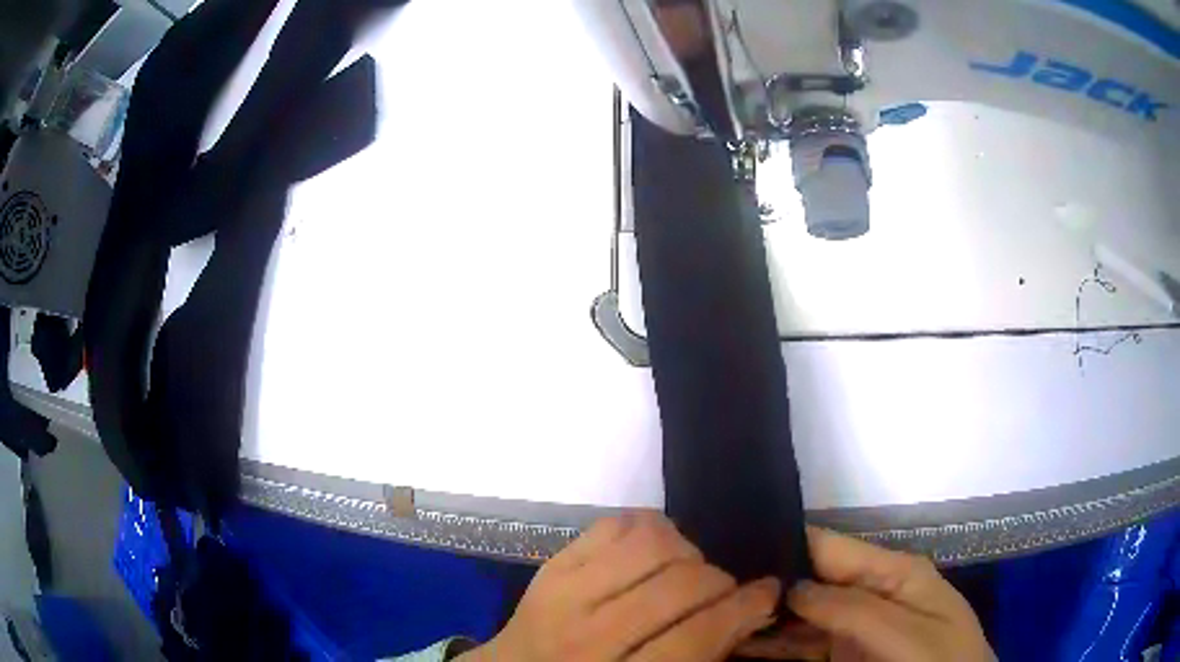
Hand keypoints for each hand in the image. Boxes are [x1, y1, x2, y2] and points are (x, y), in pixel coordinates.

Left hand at [458, 512, 780, 661]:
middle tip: (727, 590)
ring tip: (688, 571)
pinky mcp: (550, 566)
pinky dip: (647, 528)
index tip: (768, 593)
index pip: (695, 636)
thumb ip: (701, 655)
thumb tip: (752, 610)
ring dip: (686, 551)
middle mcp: (587, 638)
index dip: (744, 609)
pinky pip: (612, 524)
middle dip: (720, 581)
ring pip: (648, 544)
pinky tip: (654, 552)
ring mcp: (562, 595)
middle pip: (678, 586)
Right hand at [737, 527, 994, 660]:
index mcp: (892, 572)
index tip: (731, 551)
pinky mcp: (844, 654)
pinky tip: (740, 647)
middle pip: (808, 582)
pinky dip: (773, 647)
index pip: (829, 547)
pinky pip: (802, 646)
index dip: (783, 545)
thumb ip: (855, 609)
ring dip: (762, 620)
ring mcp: (855, 627)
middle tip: (711, 595)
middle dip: (764, 588)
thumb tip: (792, 586)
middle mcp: (869, 592)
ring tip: (713, 621)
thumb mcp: (908, 634)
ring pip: (799, 617)